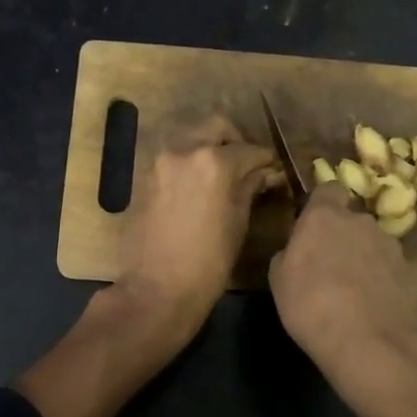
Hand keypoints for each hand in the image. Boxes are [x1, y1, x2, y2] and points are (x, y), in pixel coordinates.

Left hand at [116, 116, 280, 340]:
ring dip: (208, 148)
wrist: (156, 289)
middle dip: (235, 141)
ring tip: (221, 175)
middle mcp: (184, 151)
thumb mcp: (238, 223)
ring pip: (190, 138)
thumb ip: (250, 188)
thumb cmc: (208, 262)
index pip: (250, 149)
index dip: (266, 160)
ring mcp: (159, 162)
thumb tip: (265, 173)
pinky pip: (172, 157)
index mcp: (214, 161)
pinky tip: (197, 187)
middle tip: (246, 165)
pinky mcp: (143, 176)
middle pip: (216, 128)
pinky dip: (188, 163)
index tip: (273, 170)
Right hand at [269, 182, 416, 380]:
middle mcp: (361, 222)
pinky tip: (373, 308)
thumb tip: (297, 251)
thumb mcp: (279, 281)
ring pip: (373, 245)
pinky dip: (382, 282)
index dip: (321, 205)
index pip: (328, 190)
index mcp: (325, 217)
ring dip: (364, 260)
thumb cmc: (311, 307)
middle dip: (342, 237)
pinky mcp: (411, 273)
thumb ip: (289, 255)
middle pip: (351, 220)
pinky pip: (390, 270)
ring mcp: (391, 247)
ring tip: (353, 294)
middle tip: (328, 268)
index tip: (312, 227)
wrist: (369, 344)